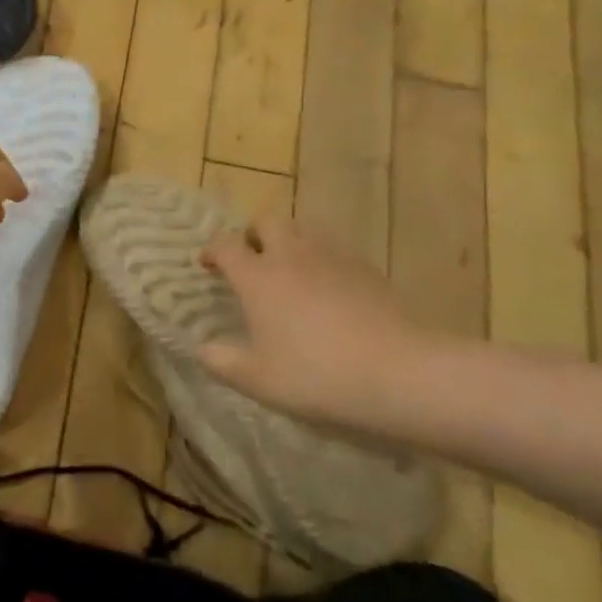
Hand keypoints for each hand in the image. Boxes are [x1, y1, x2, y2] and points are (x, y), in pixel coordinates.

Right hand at [198, 216, 448, 430]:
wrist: (400, 371)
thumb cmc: (316, 375)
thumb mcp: (259, 380)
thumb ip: (222, 362)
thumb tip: (201, 349)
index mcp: (258, 276)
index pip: (226, 244)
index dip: (213, 249)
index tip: (209, 265)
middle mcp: (291, 255)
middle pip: (267, 220)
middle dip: (253, 233)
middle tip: (252, 259)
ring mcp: (332, 256)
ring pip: (304, 229)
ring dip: (289, 241)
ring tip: (290, 271)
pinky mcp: (366, 267)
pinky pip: (335, 249)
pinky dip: (322, 259)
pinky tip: (328, 289)